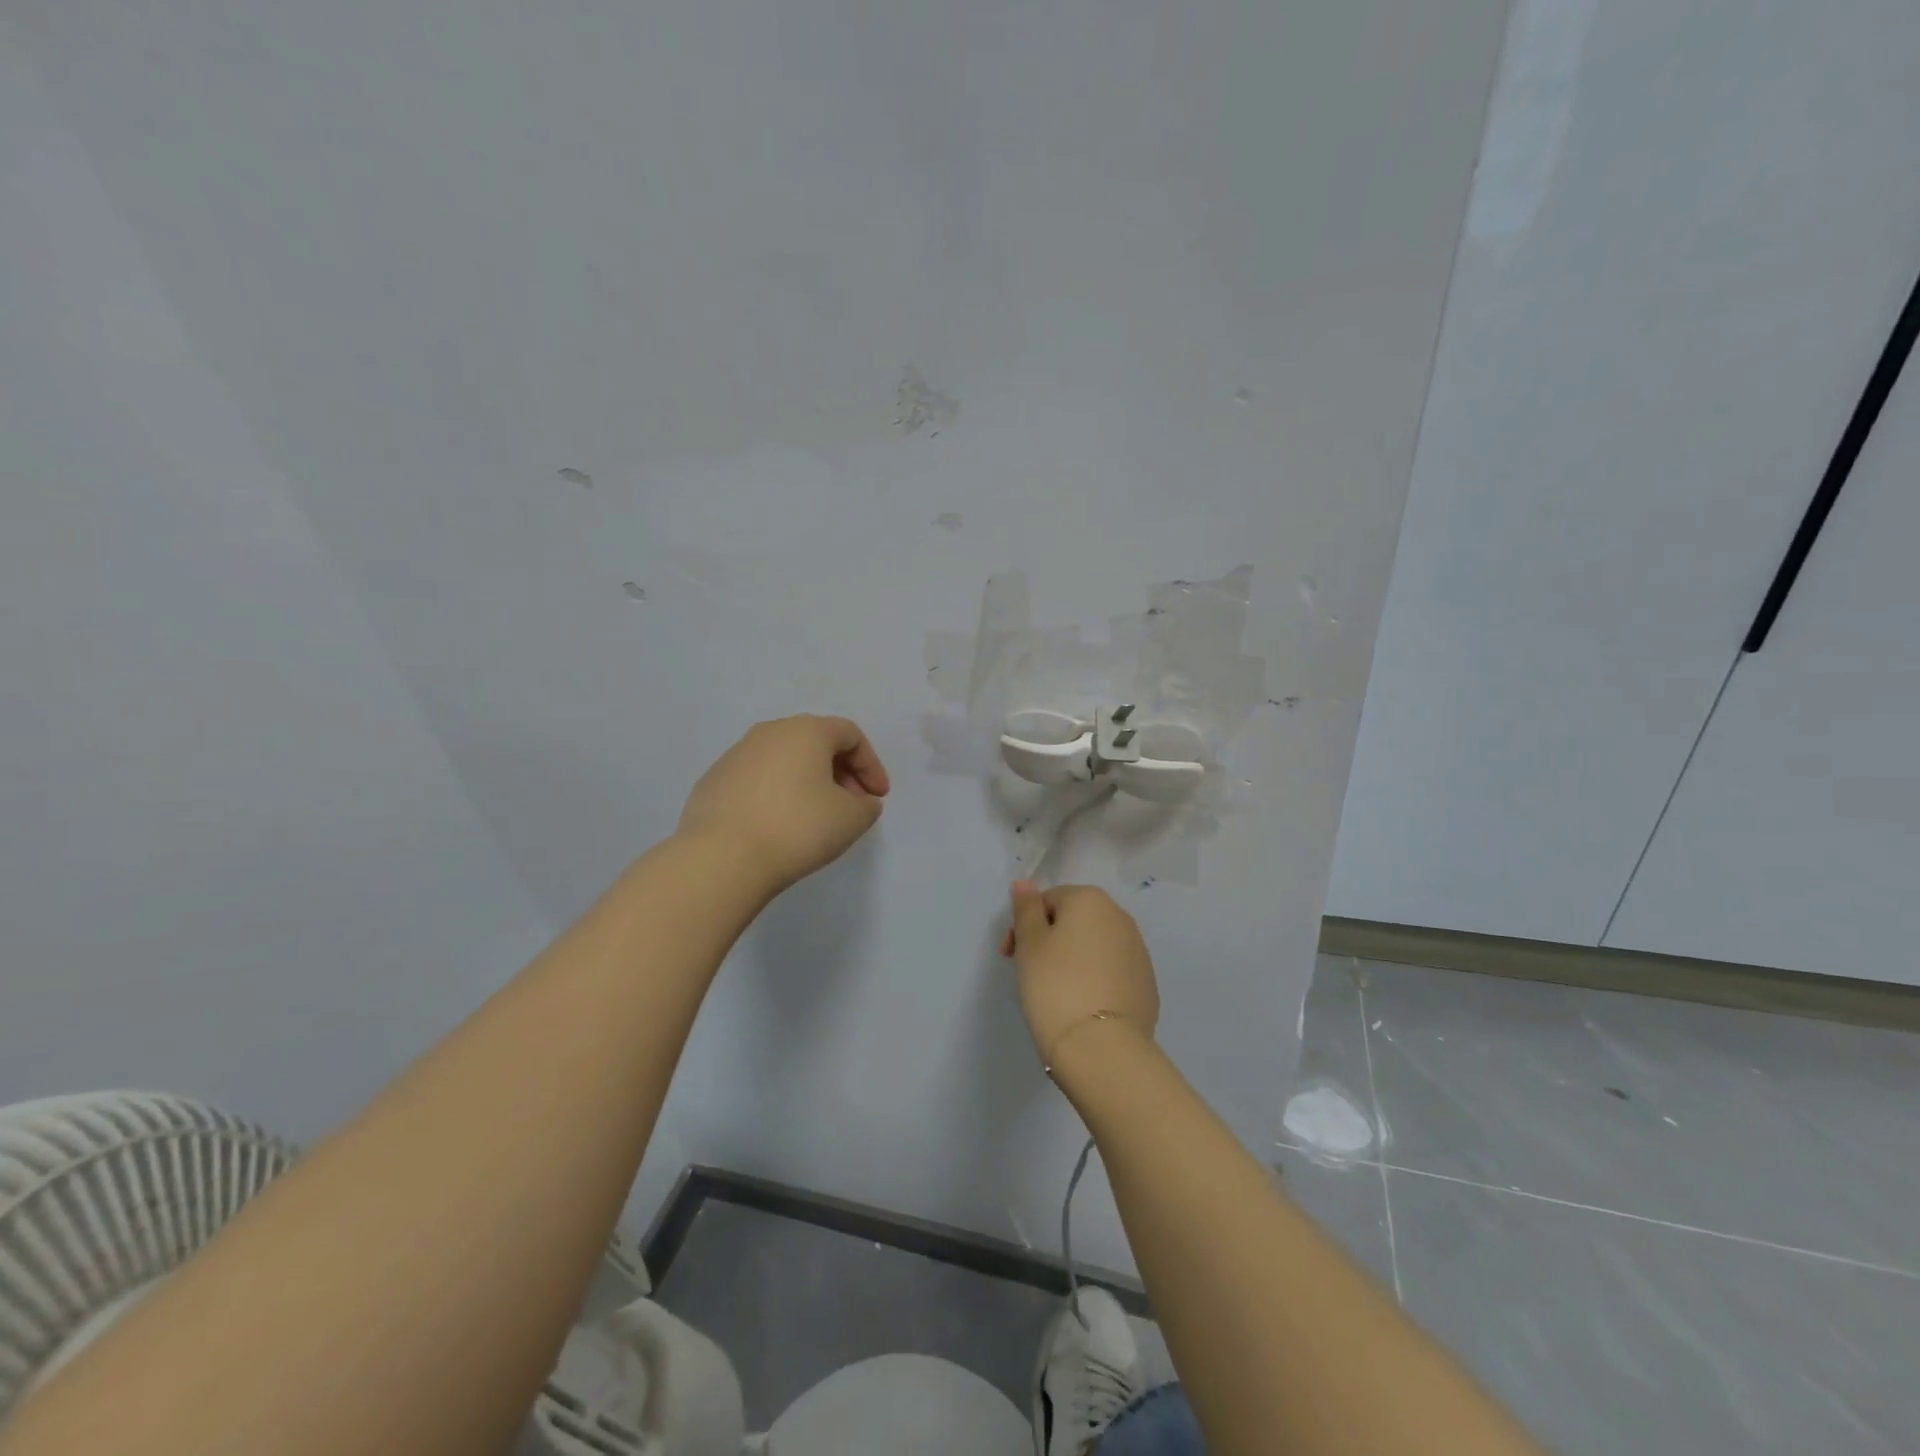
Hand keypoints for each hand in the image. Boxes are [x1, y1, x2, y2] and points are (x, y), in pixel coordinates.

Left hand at [678, 715, 889, 895]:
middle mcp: (769, 732)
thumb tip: (860, 801)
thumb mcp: (851, 819)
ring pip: (783, 759)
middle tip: (851, 805)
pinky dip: (775, 794)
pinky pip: (756, 779)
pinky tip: (777, 825)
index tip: (877, 797)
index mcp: (806, 731)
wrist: (722, 858)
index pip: (850, 735)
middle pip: (815, 742)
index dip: (871, 765)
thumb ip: (866, 805)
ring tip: (814, 817)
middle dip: (840, 771)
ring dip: (806, 781)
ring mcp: (735, 754)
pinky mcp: (713, 781)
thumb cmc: (798, 828)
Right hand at [1001, 882, 1159, 1064]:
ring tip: (1056, 992)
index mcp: (1091, 901)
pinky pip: (1112, 972)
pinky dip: (1095, 980)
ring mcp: (1139, 952)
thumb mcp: (1030, 944)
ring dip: (1073, 959)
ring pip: (1095, 946)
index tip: (1011, 955)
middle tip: (1029, 972)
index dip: (1025, 925)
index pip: (1049, 900)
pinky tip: (1082, 1005)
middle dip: (1049, 939)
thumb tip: (1024, 883)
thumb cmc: (1055, 985)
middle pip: (1074, 920)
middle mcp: (1121, 918)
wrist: (1101, 1048)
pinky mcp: (1147, 985)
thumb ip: (1026, 909)